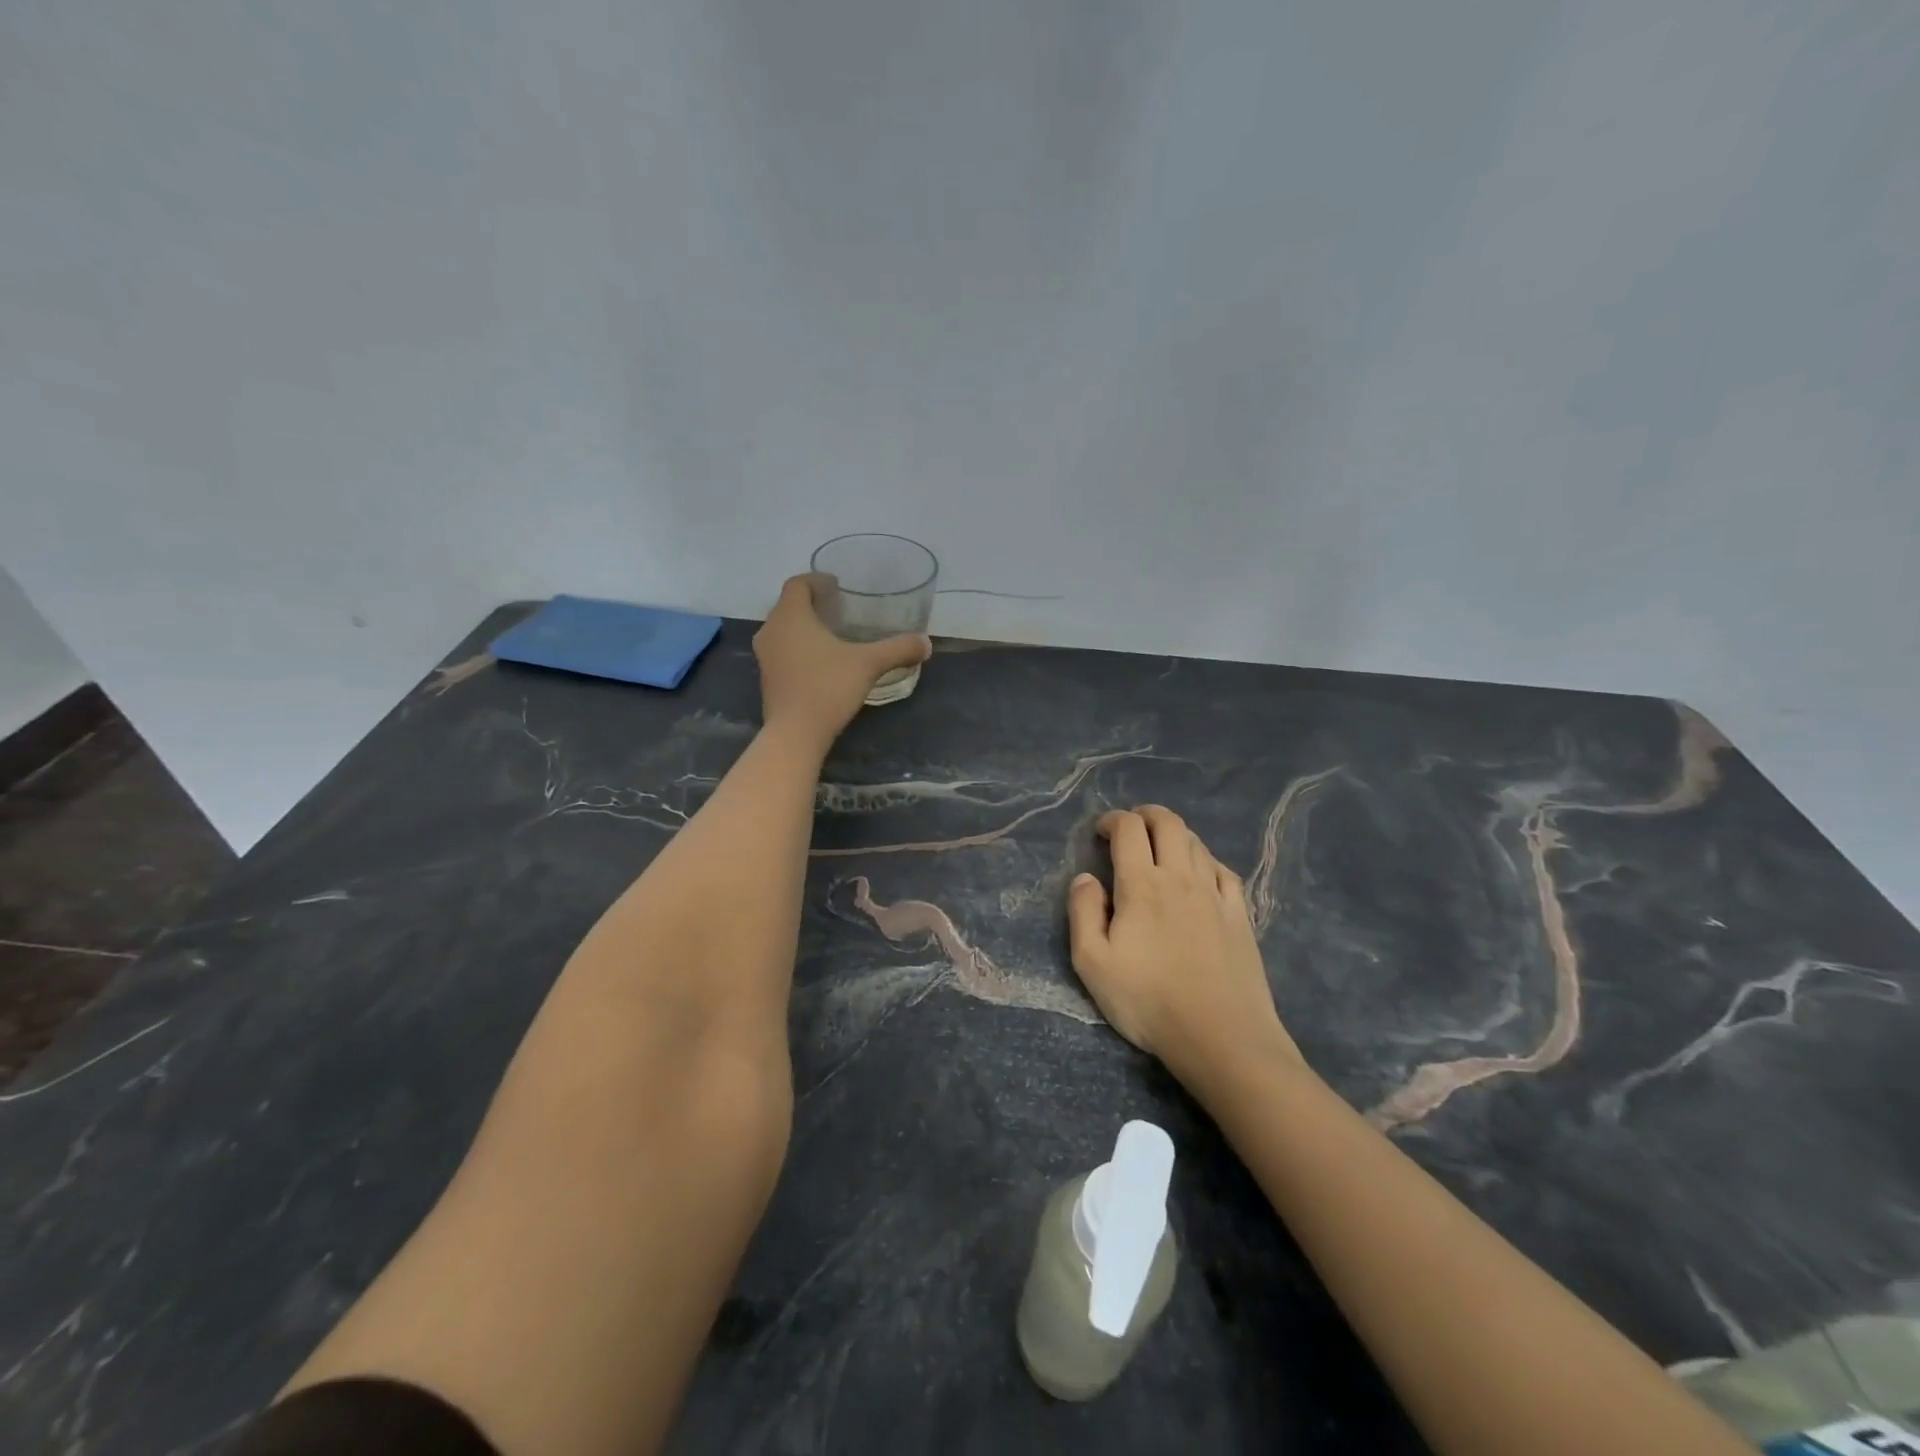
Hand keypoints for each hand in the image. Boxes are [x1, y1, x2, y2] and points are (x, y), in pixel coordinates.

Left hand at [753, 574, 930, 747]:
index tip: (837, 587)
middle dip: (812, 604)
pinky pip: (782, 651)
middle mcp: (771, 630)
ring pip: (784, 630)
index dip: (817, 581)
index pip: (797, 584)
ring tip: (832, 636)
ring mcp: (765, 656)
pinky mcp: (767, 679)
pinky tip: (821, 663)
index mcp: (791, 616)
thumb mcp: (868, 664)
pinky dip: (798, 648)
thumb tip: (926, 643)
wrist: (795, 733)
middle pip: (789, 605)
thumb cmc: (828, 687)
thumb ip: (898, 649)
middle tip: (839, 610)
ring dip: (804, 627)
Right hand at [1068, 806, 1301, 1081]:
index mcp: (1142, 885)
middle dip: (1146, 815)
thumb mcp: (1092, 964)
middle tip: (1131, 827)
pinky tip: (1200, 874)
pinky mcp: (1240, 915)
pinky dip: (1206, 860)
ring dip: (1175, 834)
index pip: (1129, 829)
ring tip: (1161, 849)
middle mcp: (1181, 878)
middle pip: (1168, 823)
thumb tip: (1085, 878)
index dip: (1112, 820)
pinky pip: (1224, 870)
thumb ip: (1083, 913)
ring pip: (1197, 843)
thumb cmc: (1148, 1001)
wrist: (1221, 1037)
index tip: (1101, 831)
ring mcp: (1215, 895)